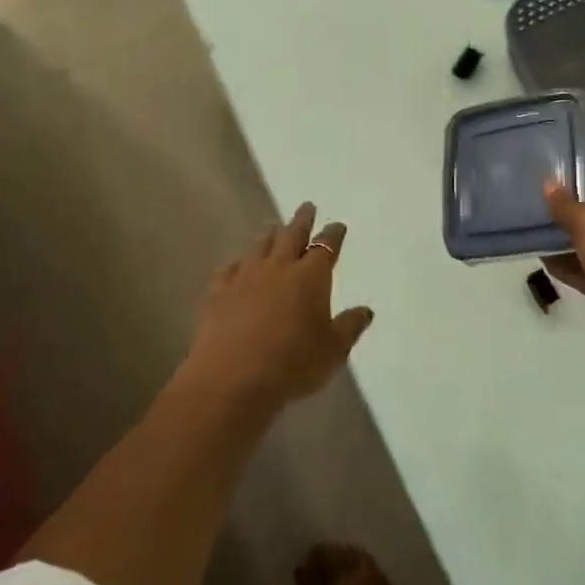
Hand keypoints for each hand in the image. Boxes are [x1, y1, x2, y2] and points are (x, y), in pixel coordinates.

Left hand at [187, 202, 374, 412]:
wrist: (232, 378)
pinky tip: (237, 265)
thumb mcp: (333, 351)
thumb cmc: (292, 364)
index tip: (338, 225)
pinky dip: (238, 264)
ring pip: (261, 246)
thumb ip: (350, 327)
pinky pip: (230, 269)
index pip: (326, 246)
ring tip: (274, 228)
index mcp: (311, 276)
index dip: (333, 234)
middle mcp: (279, 267)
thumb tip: (366, 310)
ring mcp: (246, 277)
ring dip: (270, 235)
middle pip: (292, 235)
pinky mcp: (219, 293)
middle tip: (306, 206)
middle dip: (302, 220)